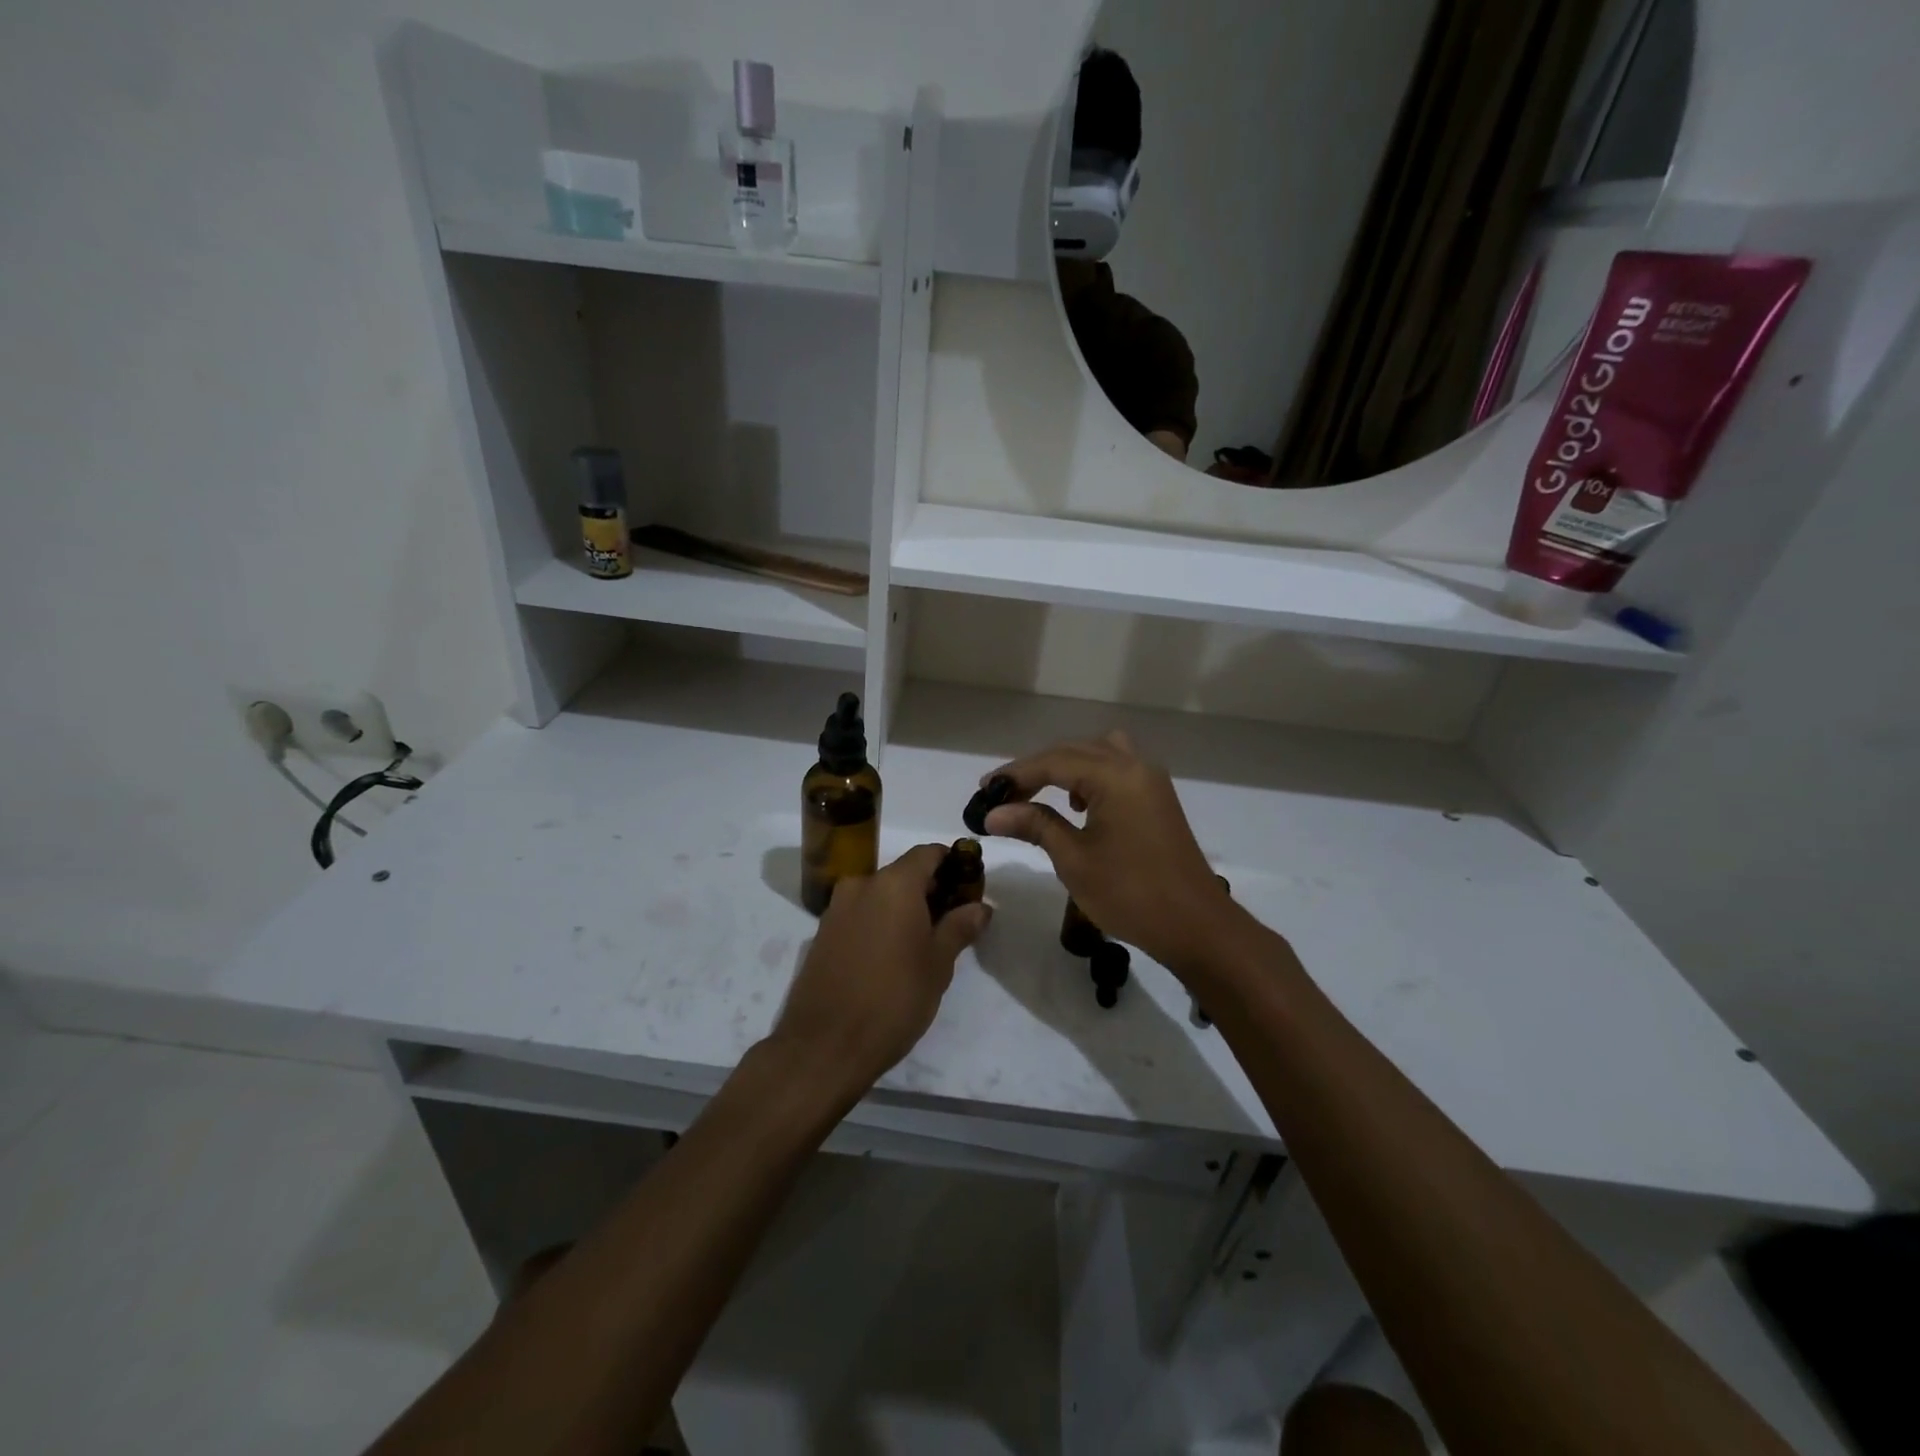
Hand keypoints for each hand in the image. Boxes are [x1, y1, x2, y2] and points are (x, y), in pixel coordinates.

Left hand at [770, 844, 990, 1096]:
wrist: (824, 1046)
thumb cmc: (893, 999)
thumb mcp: (938, 965)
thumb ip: (960, 927)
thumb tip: (980, 906)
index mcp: (894, 884)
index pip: (928, 853)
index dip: (953, 863)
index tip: (969, 886)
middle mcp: (861, 885)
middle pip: (903, 873)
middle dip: (930, 889)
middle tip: (954, 920)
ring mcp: (837, 909)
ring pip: (880, 895)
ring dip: (903, 908)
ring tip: (924, 943)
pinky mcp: (822, 934)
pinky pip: (860, 915)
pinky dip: (880, 922)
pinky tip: (891, 956)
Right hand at [982, 731, 1232, 971]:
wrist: (1196, 927)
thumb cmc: (1130, 894)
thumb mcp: (1074, 859)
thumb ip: (1035, 825)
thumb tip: (993, 813)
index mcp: (1115, 777)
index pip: (1054, 761)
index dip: (1015, 774)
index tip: (983, 790)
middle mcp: (1135, 767)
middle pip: (1075, 751)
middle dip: (1036, 769)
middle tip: (1001, 795)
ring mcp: (1151, 782)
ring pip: (1099, 754)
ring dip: (1066, 767)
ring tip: (1039, 794)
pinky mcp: (1157, 800)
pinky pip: (1117, 770)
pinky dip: (1091, 777)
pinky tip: (1078, 807)